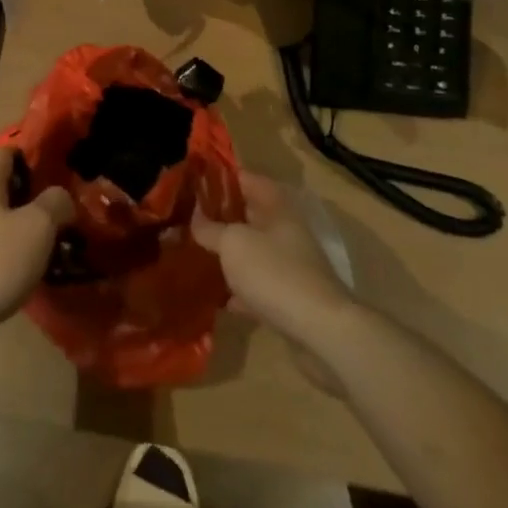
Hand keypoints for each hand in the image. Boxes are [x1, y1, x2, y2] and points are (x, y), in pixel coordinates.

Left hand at [0, 149, 73, 336]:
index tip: (52, 169)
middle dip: (24, 199)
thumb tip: (60, 196)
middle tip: (54, 216)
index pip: (5, 155)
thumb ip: (54, 204)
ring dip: (13, 229)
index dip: (28, 157)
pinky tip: (15, 273)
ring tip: (40, 248)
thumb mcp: (36, 228)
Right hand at [193, 172, 359, 355]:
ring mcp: (289, 265)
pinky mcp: (289, 298)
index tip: (193, 180)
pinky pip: (257, 286)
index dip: (220, 177)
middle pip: (249, 215)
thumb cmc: (274, 272)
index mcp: (276, 206)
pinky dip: (239, 290)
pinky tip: (216, 297)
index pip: (246, 179)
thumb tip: (194, 219)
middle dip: (220, 217)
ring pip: (252, 251)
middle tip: (187, 218)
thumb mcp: (233, 243)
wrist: (320, 330)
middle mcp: (285, 230)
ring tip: (195, 253)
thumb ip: (210, 229)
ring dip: (229, 254)